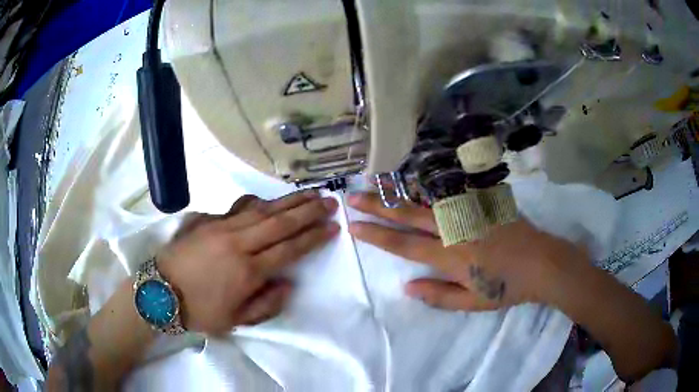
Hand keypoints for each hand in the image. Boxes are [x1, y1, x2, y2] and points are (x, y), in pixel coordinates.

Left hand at [158, 190, 339, 333]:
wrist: (159, 291)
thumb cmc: (198, 311)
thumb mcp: (235, 322)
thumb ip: (266, 305)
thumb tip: (287, 284)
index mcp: (247, 272)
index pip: (289, 249)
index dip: (313, 237)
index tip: (333, 226)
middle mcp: (238, 243)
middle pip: (280, 222)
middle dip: (309, 211)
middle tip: (330, 202)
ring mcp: (221, 227)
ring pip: (263, 209)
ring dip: (289, 200)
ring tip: (310, 192)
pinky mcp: (207, 220)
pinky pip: (239, 207)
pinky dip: (258, 202)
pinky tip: (268, 199)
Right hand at [347, 192, 586, 310]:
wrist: (542, 262)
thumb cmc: (507, 287)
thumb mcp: (472, 303)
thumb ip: (438, 296)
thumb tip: (407, 287)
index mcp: (450, 257)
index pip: (404, 245)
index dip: (377, 236)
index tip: (354, 227)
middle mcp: (454, 231)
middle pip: (408, 216)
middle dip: (378, 207)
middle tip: (353, 197)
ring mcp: (469, 213)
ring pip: (426, 199)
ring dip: (399, 192)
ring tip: (375, 182)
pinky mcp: (482, 202)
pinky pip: (450, 192)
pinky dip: (428, 187)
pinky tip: (414, 182)